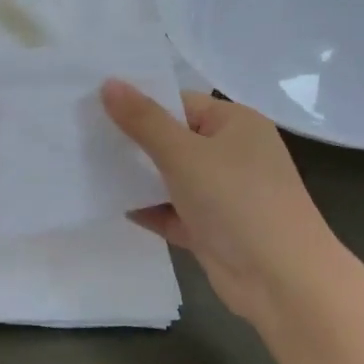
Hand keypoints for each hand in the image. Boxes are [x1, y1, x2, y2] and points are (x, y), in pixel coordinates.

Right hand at [101, 80, 346, 328]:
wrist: (281, 280)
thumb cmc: (236, 201)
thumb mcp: (184, 154)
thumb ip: (143, 120)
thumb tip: (108, 82)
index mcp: (236, 123)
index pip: (181, 102)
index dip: (140, 103)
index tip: (94, 106)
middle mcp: (233, 154)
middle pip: (174, 140)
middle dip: (134, 142)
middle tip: (82, 136)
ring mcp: (224, 194)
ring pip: (172, 178)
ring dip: (138, 178)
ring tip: (86, 167)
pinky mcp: (213, 230)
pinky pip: (174, 212)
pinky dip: (149, 210)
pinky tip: (111, 205)